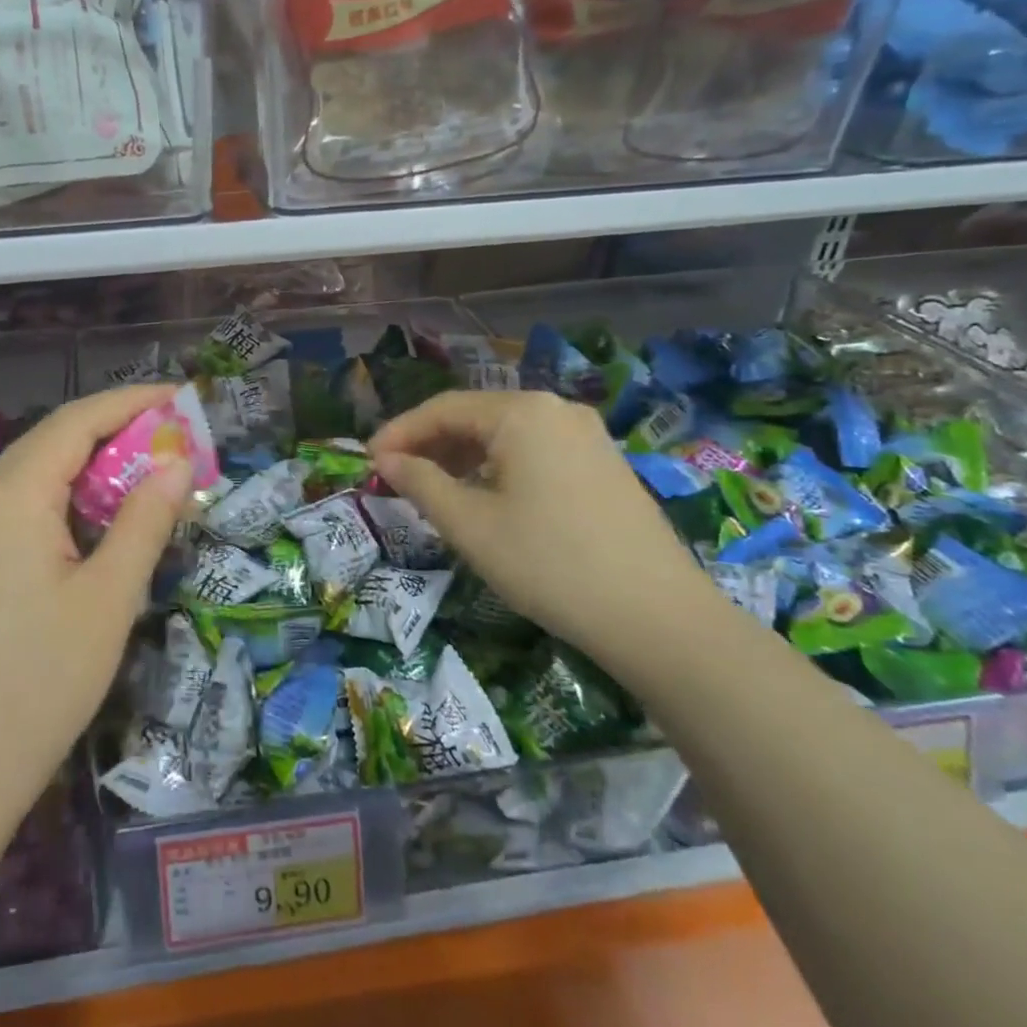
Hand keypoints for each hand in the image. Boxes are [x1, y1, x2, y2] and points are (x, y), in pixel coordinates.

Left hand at [0, 385, 190, 831]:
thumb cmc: (41, 681)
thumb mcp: (110, 597)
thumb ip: (145, 519)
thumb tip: (177, 462)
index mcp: (13, 495)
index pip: (78, 420)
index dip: (132, 401)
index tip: (180, 397)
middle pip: (53, 440)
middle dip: (114, 429)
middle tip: (172, 438)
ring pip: (35, 474)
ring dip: (90, 465)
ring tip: (144, 475)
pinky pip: (19, 507)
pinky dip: (64, 498)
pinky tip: (94, 523)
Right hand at [369, 390, 725, 664]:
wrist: (658, 618)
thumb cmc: (549, 564)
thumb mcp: (470, 525)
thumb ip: (420, 483)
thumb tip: (385, 461)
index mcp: (522, 412)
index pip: (442, 408)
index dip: (399, 432)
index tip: (367, 460)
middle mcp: (556, 409)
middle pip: (476, 416)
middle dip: (430, 444)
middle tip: (395, 477)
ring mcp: (587, 435)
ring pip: (506, 434)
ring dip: (463, 456)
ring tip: (433, 489)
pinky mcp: (604, 463)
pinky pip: (535, 450)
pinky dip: (498, 466)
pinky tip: (486, 497)